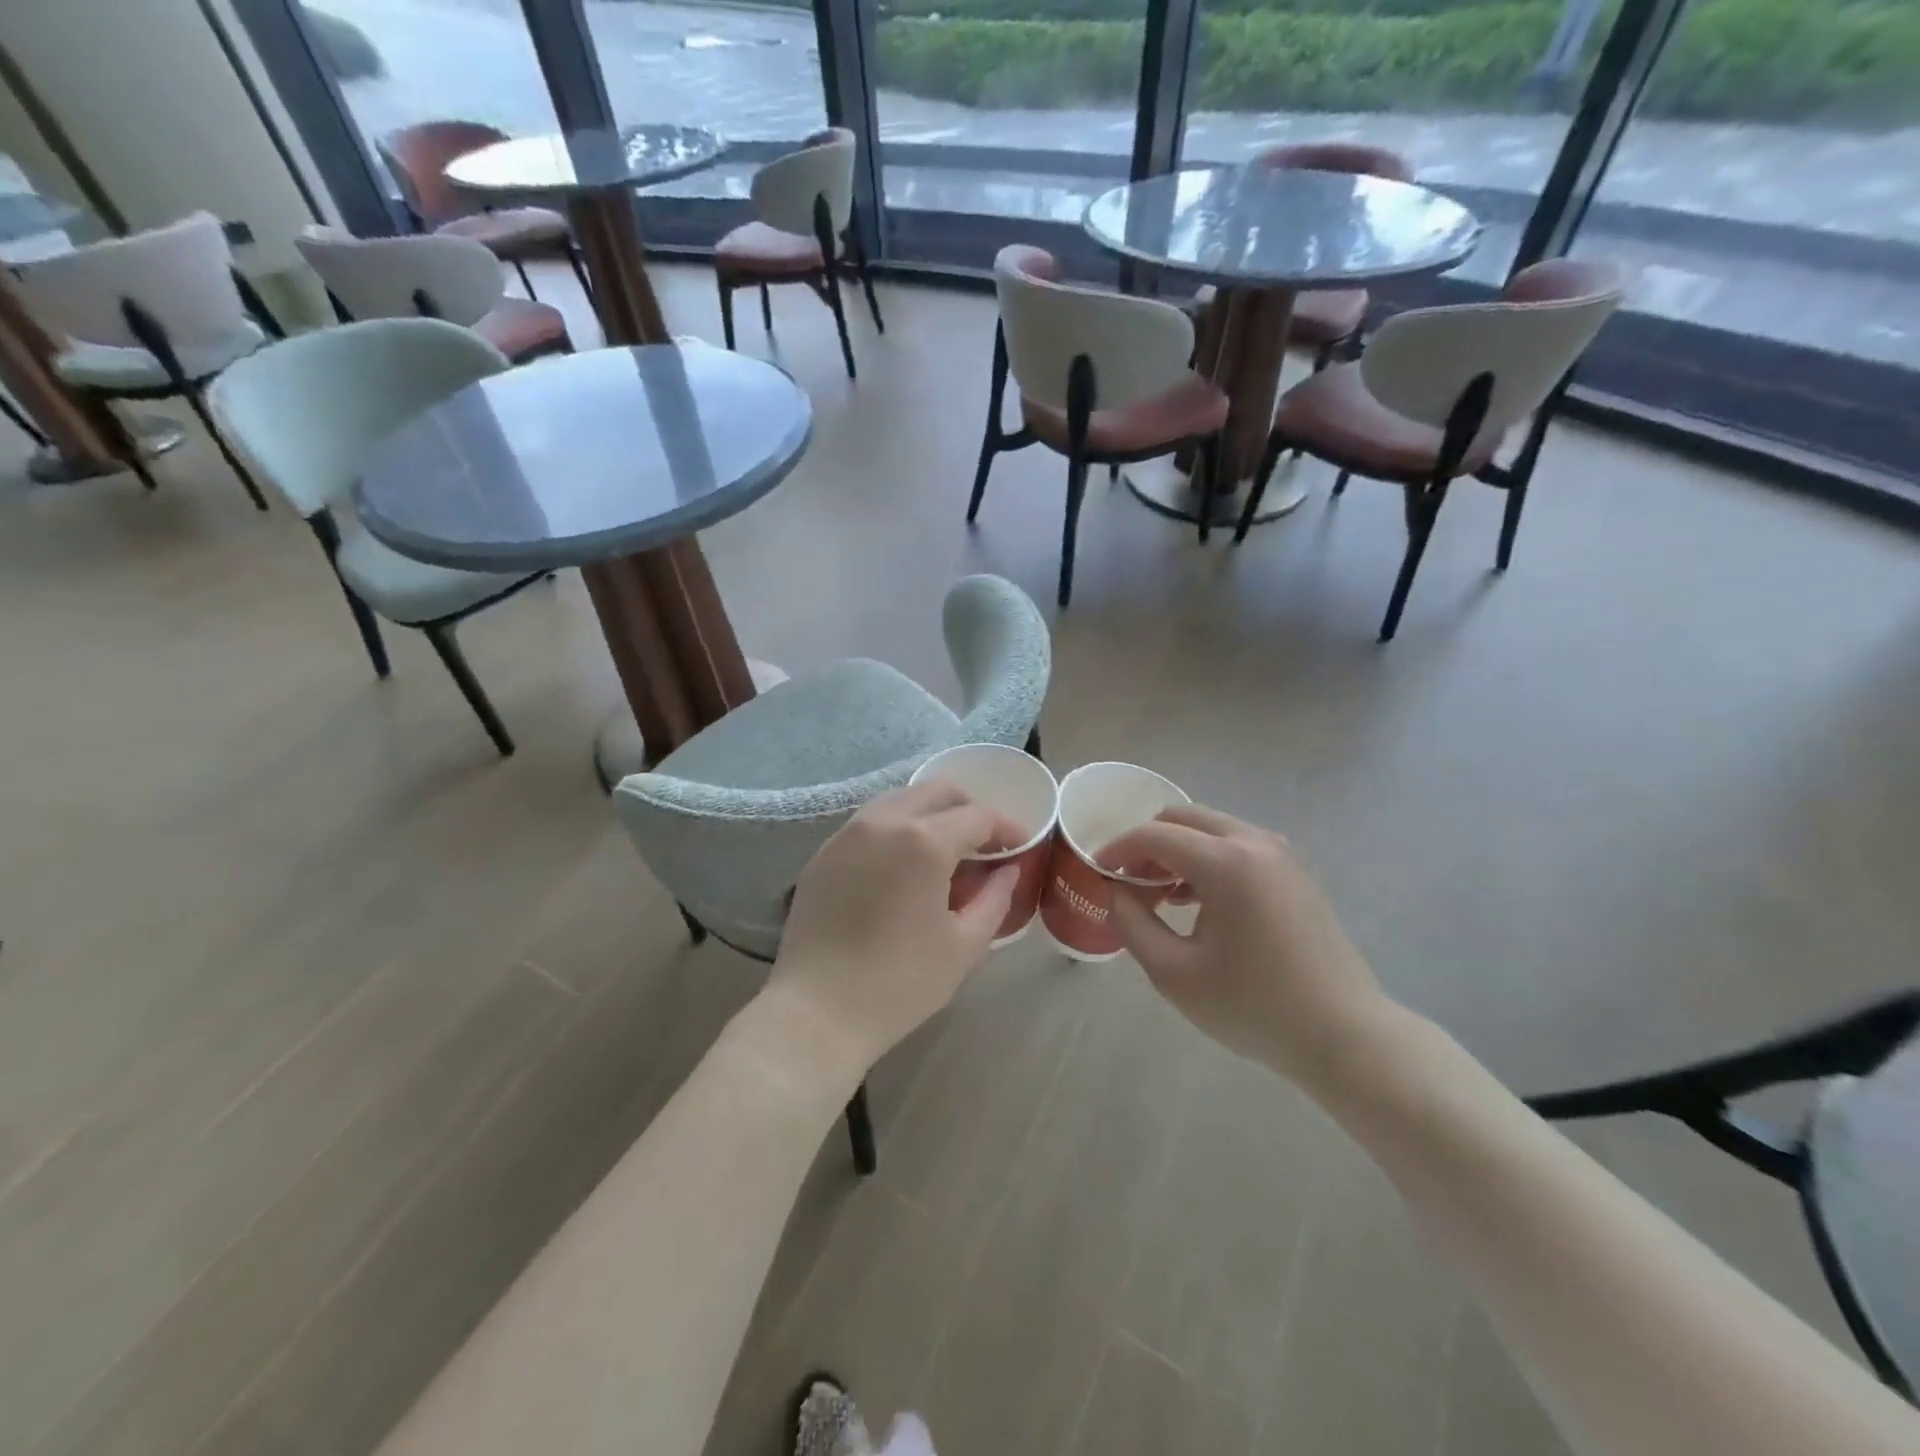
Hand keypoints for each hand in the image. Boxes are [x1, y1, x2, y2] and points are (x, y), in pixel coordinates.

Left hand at [764, 780, 1021, 1083]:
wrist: (817, 1011)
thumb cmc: (900, 983)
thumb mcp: (963, 945)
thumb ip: (994, 898)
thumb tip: (1009, 870)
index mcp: (924, 841)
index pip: (978, 816)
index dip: (1008, 828)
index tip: (1022, 846)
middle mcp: (884, 821)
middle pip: (937, 791)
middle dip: (969, 808)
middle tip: (985, 843)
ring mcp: (848, 833)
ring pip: (900, 799)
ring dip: (931, 814)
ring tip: (945, 852)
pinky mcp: (824, 852)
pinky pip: (870, 822)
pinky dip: (897, 828)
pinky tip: (903, 865)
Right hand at [1104, 805, 1393, 1090]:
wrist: (1344, 1035)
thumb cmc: (1253, 1007)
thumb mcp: (1174, 973)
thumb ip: (1132, 923)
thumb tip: (1114, 890)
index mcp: (1226, 862)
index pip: (1154, 834)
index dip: (1117, 849)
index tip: (1096, 873)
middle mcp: (1255, 842)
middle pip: (1183, 817)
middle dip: (1146, 842)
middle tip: (1127, 882)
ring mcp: (1281, 853)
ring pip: (1211, 828)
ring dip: (1177, 849)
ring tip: (1159, 896)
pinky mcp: (1295, 871)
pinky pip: (1237, 844)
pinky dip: (1206, 858)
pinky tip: (1197, 901)